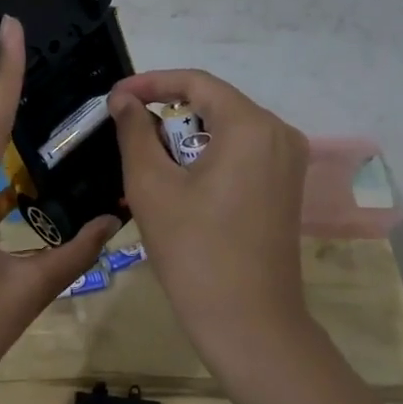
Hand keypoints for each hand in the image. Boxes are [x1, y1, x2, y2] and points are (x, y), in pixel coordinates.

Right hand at [108, 70, 310, 377]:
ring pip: (227, 129)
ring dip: (184, 136)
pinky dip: (206, 156)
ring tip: (145, 158)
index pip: (196, 82)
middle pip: (214, 103)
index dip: (150, 83)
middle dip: (167, 112)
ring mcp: (288, 162)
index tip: (114, 98)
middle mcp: (279, 133)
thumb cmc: (194, 250)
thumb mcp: (152, 186)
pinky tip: (178, 180)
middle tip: (125, 130)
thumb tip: (123, 100)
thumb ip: (135, 132)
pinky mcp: (285, 187)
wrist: (248, 321)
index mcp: (251, 126)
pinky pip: (241, 153)